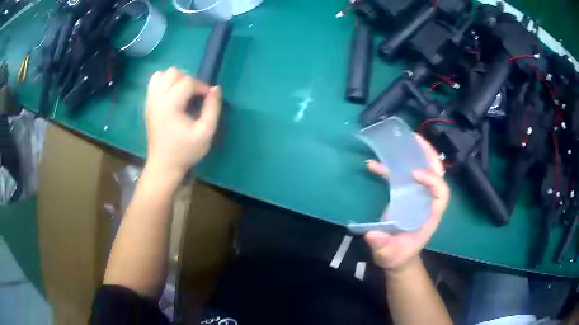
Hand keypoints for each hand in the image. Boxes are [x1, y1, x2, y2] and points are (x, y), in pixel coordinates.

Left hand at [144, 67, 221, 178]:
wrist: (163, 165)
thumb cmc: (185, 151)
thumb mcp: (205, 132)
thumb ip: (213, 108)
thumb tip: (215, 88)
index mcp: (170, 104)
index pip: (188, 82)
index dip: (201, 87)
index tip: (207, 99)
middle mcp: (157, 98)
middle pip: (174, 73)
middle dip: (189, 80)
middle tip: (195, 96)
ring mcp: (150, 100)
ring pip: (163, 74)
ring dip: (176, 79)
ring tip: (183, 93)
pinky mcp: (147, 104)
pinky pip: (154, 82)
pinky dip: (164, 82)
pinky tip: (171, 94)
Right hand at [364, 135, 449, 274]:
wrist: (397, 255)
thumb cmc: (397, 255)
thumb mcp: (389, 255)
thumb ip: (383, 246)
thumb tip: (372, 234)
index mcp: (430, 215)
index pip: (441, 193)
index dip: (432, 180)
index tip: (414, 174)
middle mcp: (427, 201)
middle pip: (437, 173)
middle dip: (429, 155)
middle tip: (415, 139)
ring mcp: (417, 196)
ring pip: (423, 169)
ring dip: (414, 154)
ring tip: (401, 140)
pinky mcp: (405, 195)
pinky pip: (402, 176)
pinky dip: (391, 168)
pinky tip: (373, 164)